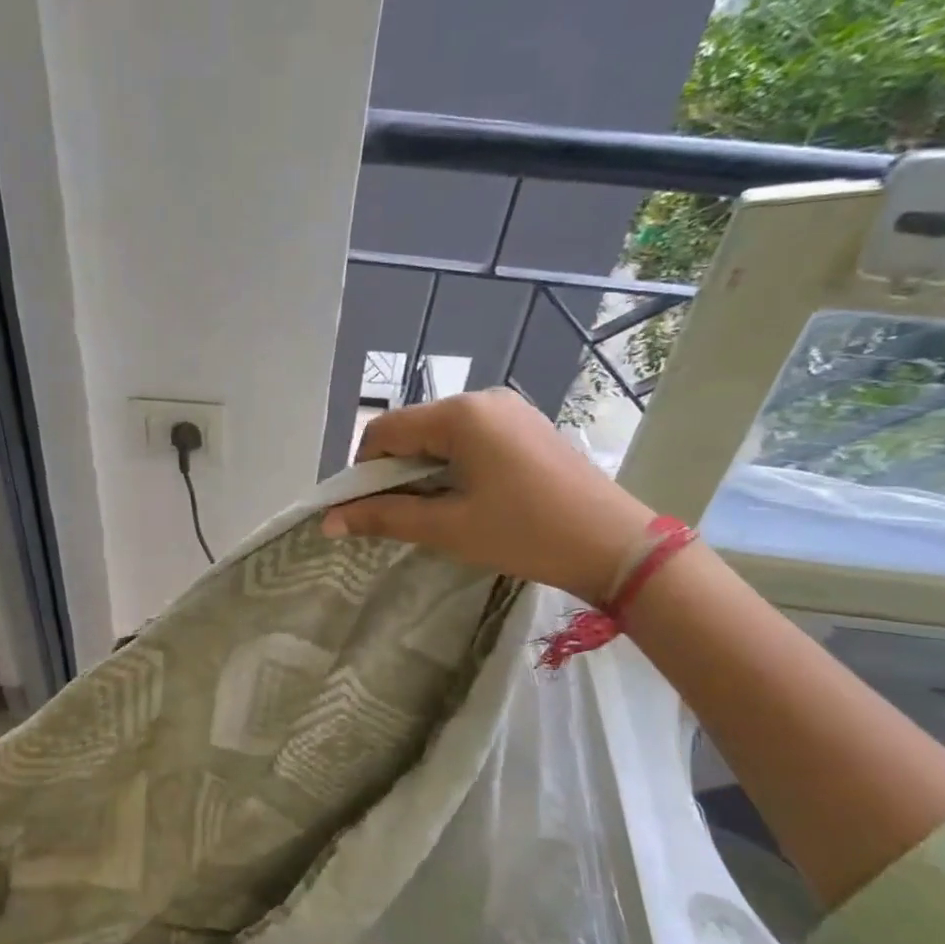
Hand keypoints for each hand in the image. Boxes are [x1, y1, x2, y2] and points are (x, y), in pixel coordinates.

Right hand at [322, 389, 655, 601]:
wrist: (615, 544)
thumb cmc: (525, 534)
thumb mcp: (448, 528)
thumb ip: (384, 518)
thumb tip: (328, 522)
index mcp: (459, 415)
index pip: (383, 431)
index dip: (363, 471)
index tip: (366, 510)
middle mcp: (482, 399)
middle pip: (412, 429)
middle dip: (396, 472)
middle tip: (403, 517)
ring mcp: (509, 409)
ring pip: (441, 435)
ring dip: (425, 470)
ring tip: (438, 512)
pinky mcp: (527, 425)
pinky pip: (471, 438)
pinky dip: (454, 465)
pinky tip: (469, 498)